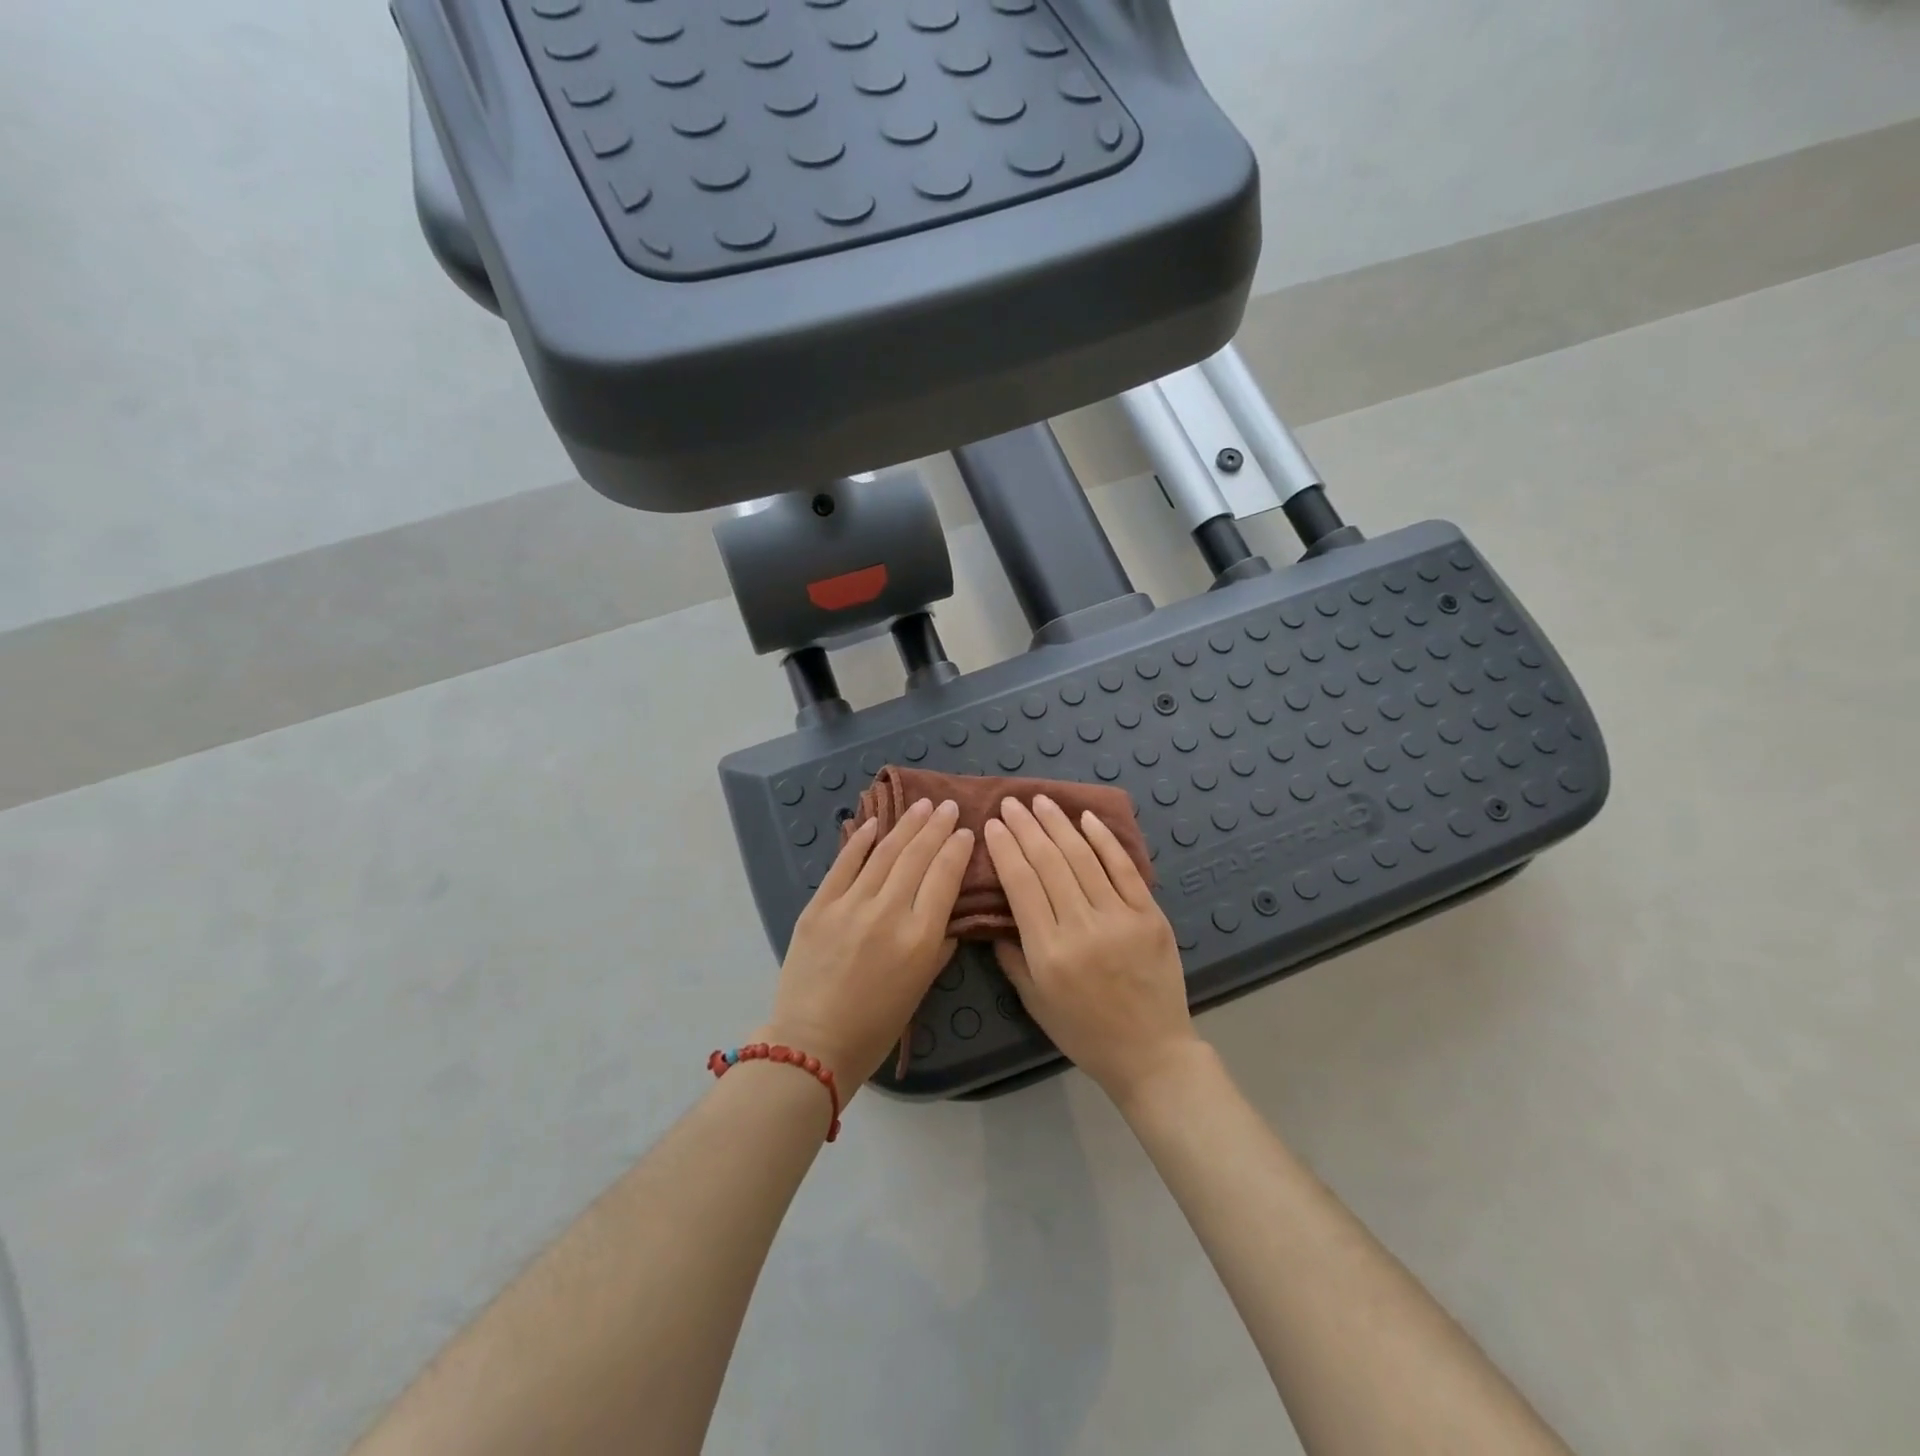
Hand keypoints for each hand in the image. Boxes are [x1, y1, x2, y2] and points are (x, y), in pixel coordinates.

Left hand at [759, 798, 972, 1091]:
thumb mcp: (920, 988)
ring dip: (906, 825)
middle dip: (935, 827)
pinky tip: (874, 822)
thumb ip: (938, 946)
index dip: (957, 849)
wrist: (812, 1043)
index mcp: (919, 937)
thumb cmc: (876, 1026)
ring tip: (921, 805)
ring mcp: (850, 905)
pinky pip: (844, 864)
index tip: (965, 831)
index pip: (945, 878)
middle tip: (947, 806)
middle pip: (917, 857)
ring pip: (884, 853)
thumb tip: (947, 914)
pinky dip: (860, 841)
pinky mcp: (819, 906)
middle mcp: (888, 912)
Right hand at [983, 796, 1200, 1105]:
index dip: (1005, 849)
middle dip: (1026, 827)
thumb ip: (1012, 956)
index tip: (993, 824)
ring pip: (1083, 859)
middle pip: (1049, 863)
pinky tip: (1086, 819)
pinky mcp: (1150, 915)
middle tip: (1011, 802)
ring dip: (1059, 825)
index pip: (1021, 885)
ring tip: (1041, 801)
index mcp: (1049, 952)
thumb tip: (996, 915)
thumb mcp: (1035, 1001)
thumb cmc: (1084, 1033)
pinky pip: (1125, 869)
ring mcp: (1120, 918)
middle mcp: (1082, 928)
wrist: (1152, 1053)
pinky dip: (1104, 841)